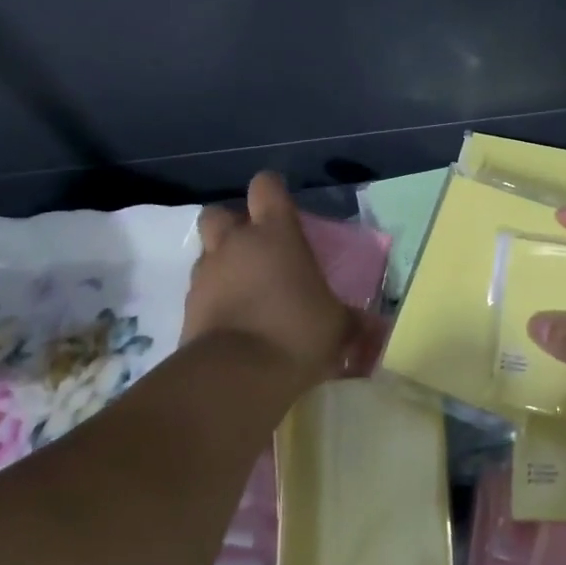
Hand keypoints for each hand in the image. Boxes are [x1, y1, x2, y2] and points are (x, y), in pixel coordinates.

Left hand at [185, 172, 353, 392]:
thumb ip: (353, 320)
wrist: (235, 377)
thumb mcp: (338, 326)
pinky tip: (233, 320)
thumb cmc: (296, 332)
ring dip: (222, 263)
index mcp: (275, 233)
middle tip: (257, 248)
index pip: (266, 186)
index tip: (283, 209)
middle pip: (220, 213)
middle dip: (234, 225)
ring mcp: (206, 275)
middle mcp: (235, 244)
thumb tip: (379, 329)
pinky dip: (212, 299)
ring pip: (206, 252)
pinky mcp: (186, 309)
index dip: (272, 192)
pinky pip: (199, 291)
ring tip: (246, 289)